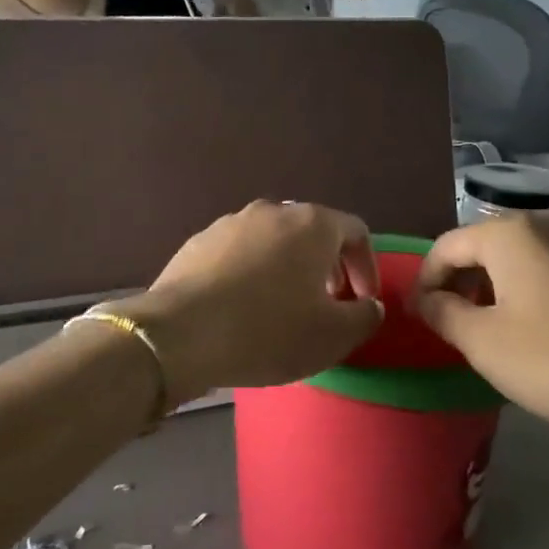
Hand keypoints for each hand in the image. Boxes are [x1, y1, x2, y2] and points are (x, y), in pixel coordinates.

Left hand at [120, 201, 382, 402]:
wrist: (179, 335)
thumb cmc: (268, 331)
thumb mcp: (333, 336)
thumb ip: (365, 316)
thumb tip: (369, 305)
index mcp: (312, 224)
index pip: (355, 232)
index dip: (366, 267)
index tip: (362, 301)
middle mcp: (273, 211)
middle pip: (312, 233)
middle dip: (327, 267)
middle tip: (327, 304)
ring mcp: (230, 223)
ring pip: (273, 242)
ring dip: (287, 270)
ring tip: (283, 308)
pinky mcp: (197, 243)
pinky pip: (238, 255)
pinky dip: (251, 275)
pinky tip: (242, 309)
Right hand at [413, 214, 548, 447]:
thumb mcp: (483, 342)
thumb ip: (441, 312)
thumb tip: (424, 299)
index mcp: (511, 233)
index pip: (447, 246)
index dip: (426, 281)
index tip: (420, 317)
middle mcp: (547, 221)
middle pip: (484, 245)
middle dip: (460, 282)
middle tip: (452, 325)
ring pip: (518, 255)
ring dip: (493, 285)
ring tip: (489, 327)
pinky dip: (527, 287)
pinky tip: (533, 325)